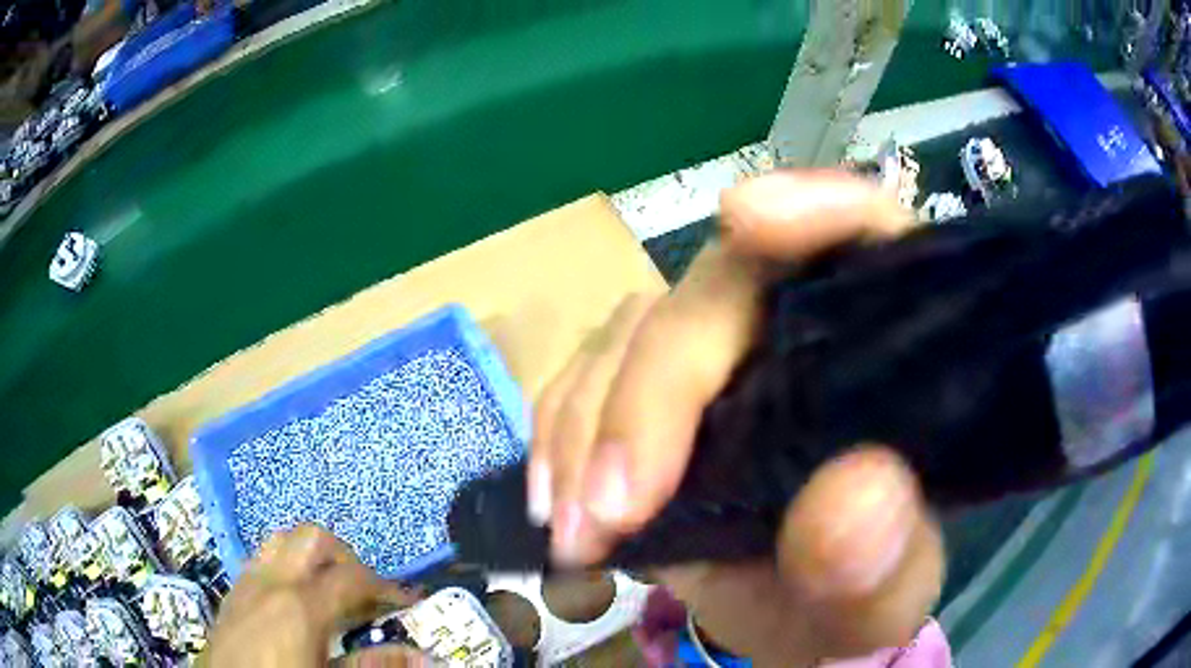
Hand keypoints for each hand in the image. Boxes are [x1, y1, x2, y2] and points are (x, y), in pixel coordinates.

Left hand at [200, 525, 426, 667]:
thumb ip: (374, 665)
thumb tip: (422, 655)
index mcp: (301, 606)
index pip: (352, 578)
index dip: (386, 586)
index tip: (407, 601)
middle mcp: (272, 582)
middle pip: (313, 539)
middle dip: (345, 557)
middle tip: (364, 590)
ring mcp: (247, 581)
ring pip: (282, 540)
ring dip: (311, 556)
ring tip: (328, 588)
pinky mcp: (232, 591)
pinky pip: (261, 559)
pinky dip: (285, 566)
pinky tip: (293, 600)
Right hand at [528, 171, 945, 666]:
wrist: (788, 618)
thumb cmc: (851, 594)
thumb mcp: (878, 598)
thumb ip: (881, 563)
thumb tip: (853, 501)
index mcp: (884, 350)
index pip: (867, 234)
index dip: (816, 207)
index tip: (748, 220)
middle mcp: (798, 327)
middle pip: (720, 287)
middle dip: (657, 388)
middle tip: (613, 506)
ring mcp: (717, 352)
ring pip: (636, 331)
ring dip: (590, 427)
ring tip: (577, 527)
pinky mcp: (650, 390)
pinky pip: (587, 374)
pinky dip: (559, 434)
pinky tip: (555, 502)